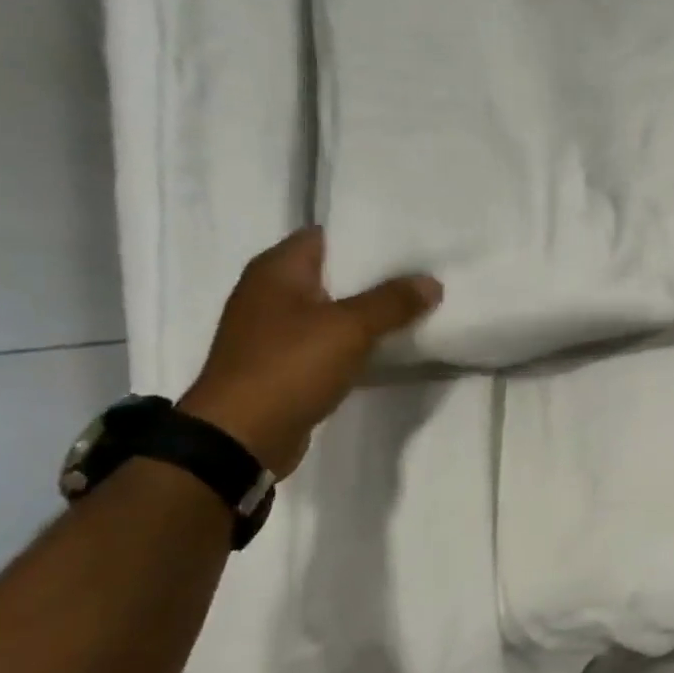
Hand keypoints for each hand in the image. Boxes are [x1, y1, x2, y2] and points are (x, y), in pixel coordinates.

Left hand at [178, 228, 441, 475]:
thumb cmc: (289, 367)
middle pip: (333, 273)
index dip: (368, 236)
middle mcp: (271, 293)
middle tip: (424, 275)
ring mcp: (275, 331)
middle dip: (377, 276)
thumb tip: (431, 282)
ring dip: (368, 312)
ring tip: (417, 308)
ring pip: (333, 310)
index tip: (412, 243)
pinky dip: (356, 342)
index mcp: (276, 270)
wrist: (241, 437)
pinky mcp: (284, 364)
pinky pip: (328, 342)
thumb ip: (392, 302)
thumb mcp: (349, 328)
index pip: (328, 235)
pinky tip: (389, 347)